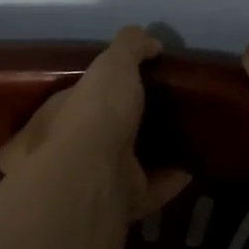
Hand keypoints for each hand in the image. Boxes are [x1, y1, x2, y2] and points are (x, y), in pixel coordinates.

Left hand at [0, 27, 191, 222]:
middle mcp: (67, 153)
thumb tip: (151, 42)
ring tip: (180, 137)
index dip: (98, 90)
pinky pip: (150, 190)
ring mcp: (93, 183)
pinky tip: (193, 166)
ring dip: (149, 155)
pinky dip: (170, 180)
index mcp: (55, 118)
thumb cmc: (93, 113)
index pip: (74, 99)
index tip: (130, 83)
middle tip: (159, 110)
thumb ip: (130, 47)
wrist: (94, 176)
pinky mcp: (120, 206)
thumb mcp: (111, 64)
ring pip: (123, 166)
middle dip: (124, 126)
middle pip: (98, 136)